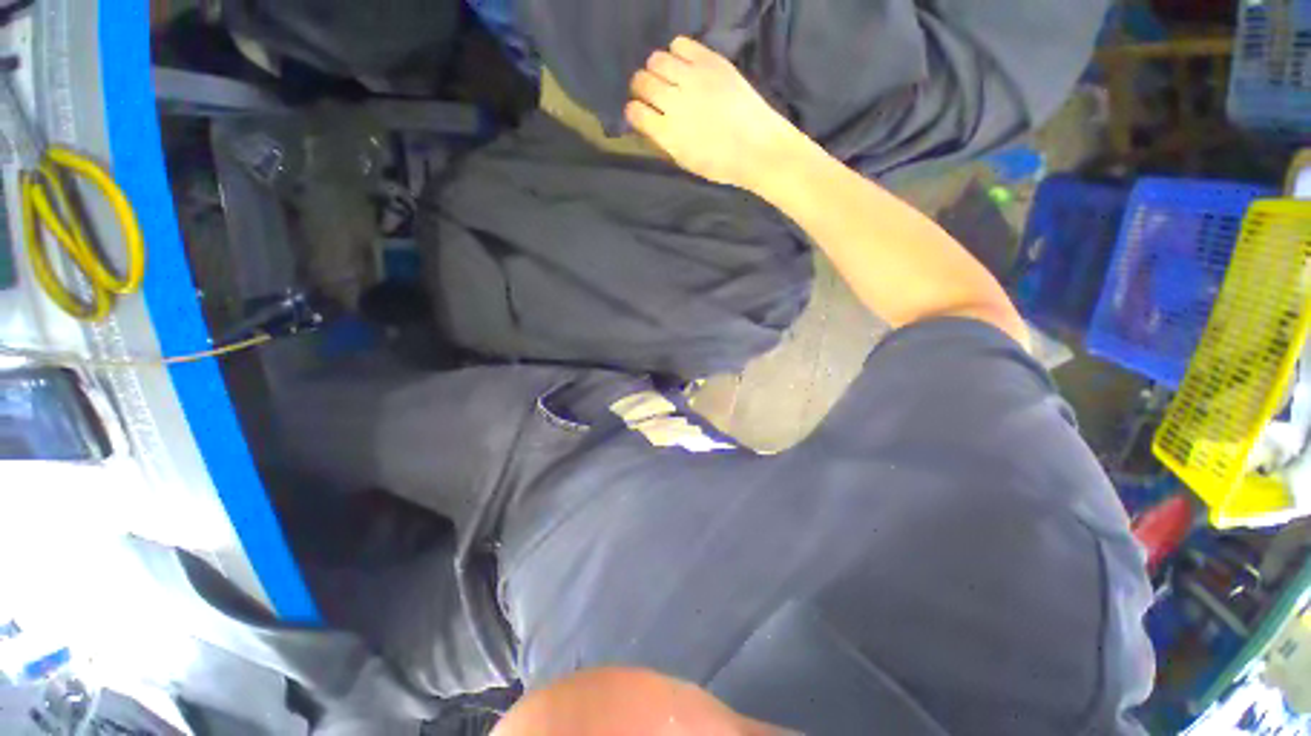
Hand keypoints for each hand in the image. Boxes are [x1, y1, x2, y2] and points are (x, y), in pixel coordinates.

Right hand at [626, 36, 801, 189]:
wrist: (757, 148)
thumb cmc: (721, 164)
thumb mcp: (685, 162)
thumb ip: (664, 140)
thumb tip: (650, 123)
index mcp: (667, 134)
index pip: (635, 112)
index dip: (634, 111)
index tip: (639, 113)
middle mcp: (675, 102)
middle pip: (641, 81)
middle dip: (640, 87)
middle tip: (650, 93)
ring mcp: (693, 79)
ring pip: (657, 60)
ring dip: (656, 69)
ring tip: (667, 78)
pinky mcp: (710, 62)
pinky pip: (681, 44)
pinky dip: (676, 52)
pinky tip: (684, 65)